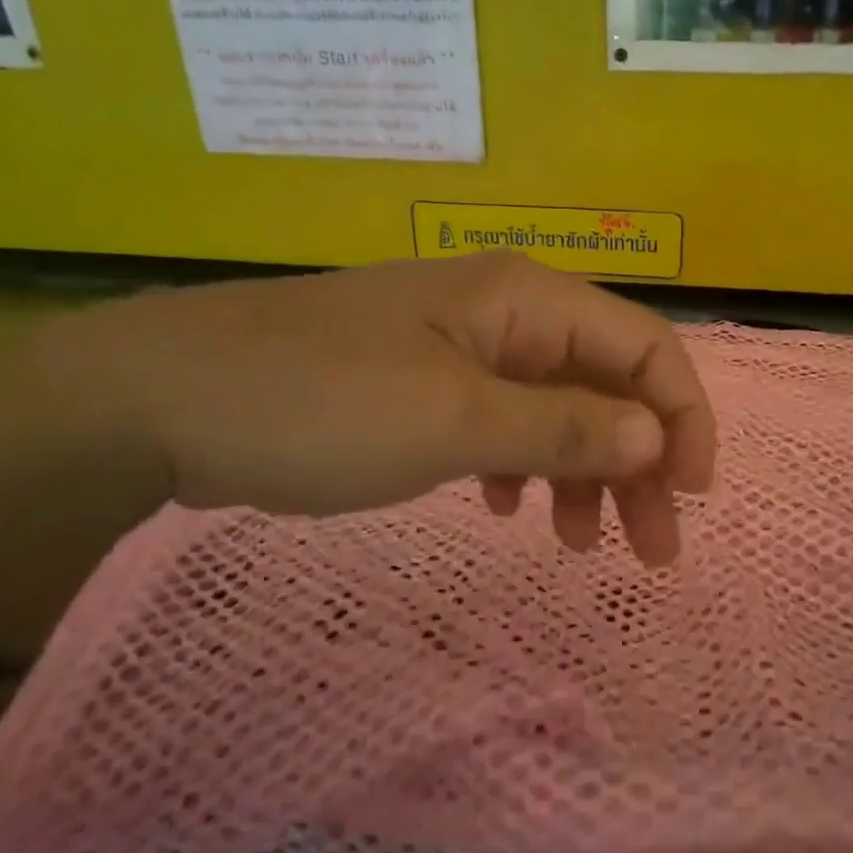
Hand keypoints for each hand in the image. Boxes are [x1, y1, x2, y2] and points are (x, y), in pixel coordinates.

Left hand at [34, 253, 716, 564]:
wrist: (160, 399)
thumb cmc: (320, 402)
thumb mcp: (455, 422)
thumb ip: (563, 429)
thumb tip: (653, 439)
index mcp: (524, 301)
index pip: (644, 348)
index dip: (682, 418)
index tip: (692, 496)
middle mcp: (503, 316)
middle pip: (605, 384)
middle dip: (640, 463)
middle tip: (653, 550)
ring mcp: (458, 350)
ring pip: (554, 411)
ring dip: (582, 474)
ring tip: (577, 546)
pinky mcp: (419, 386)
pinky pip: (499, 425)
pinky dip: (520, 468)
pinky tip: (505, 508)